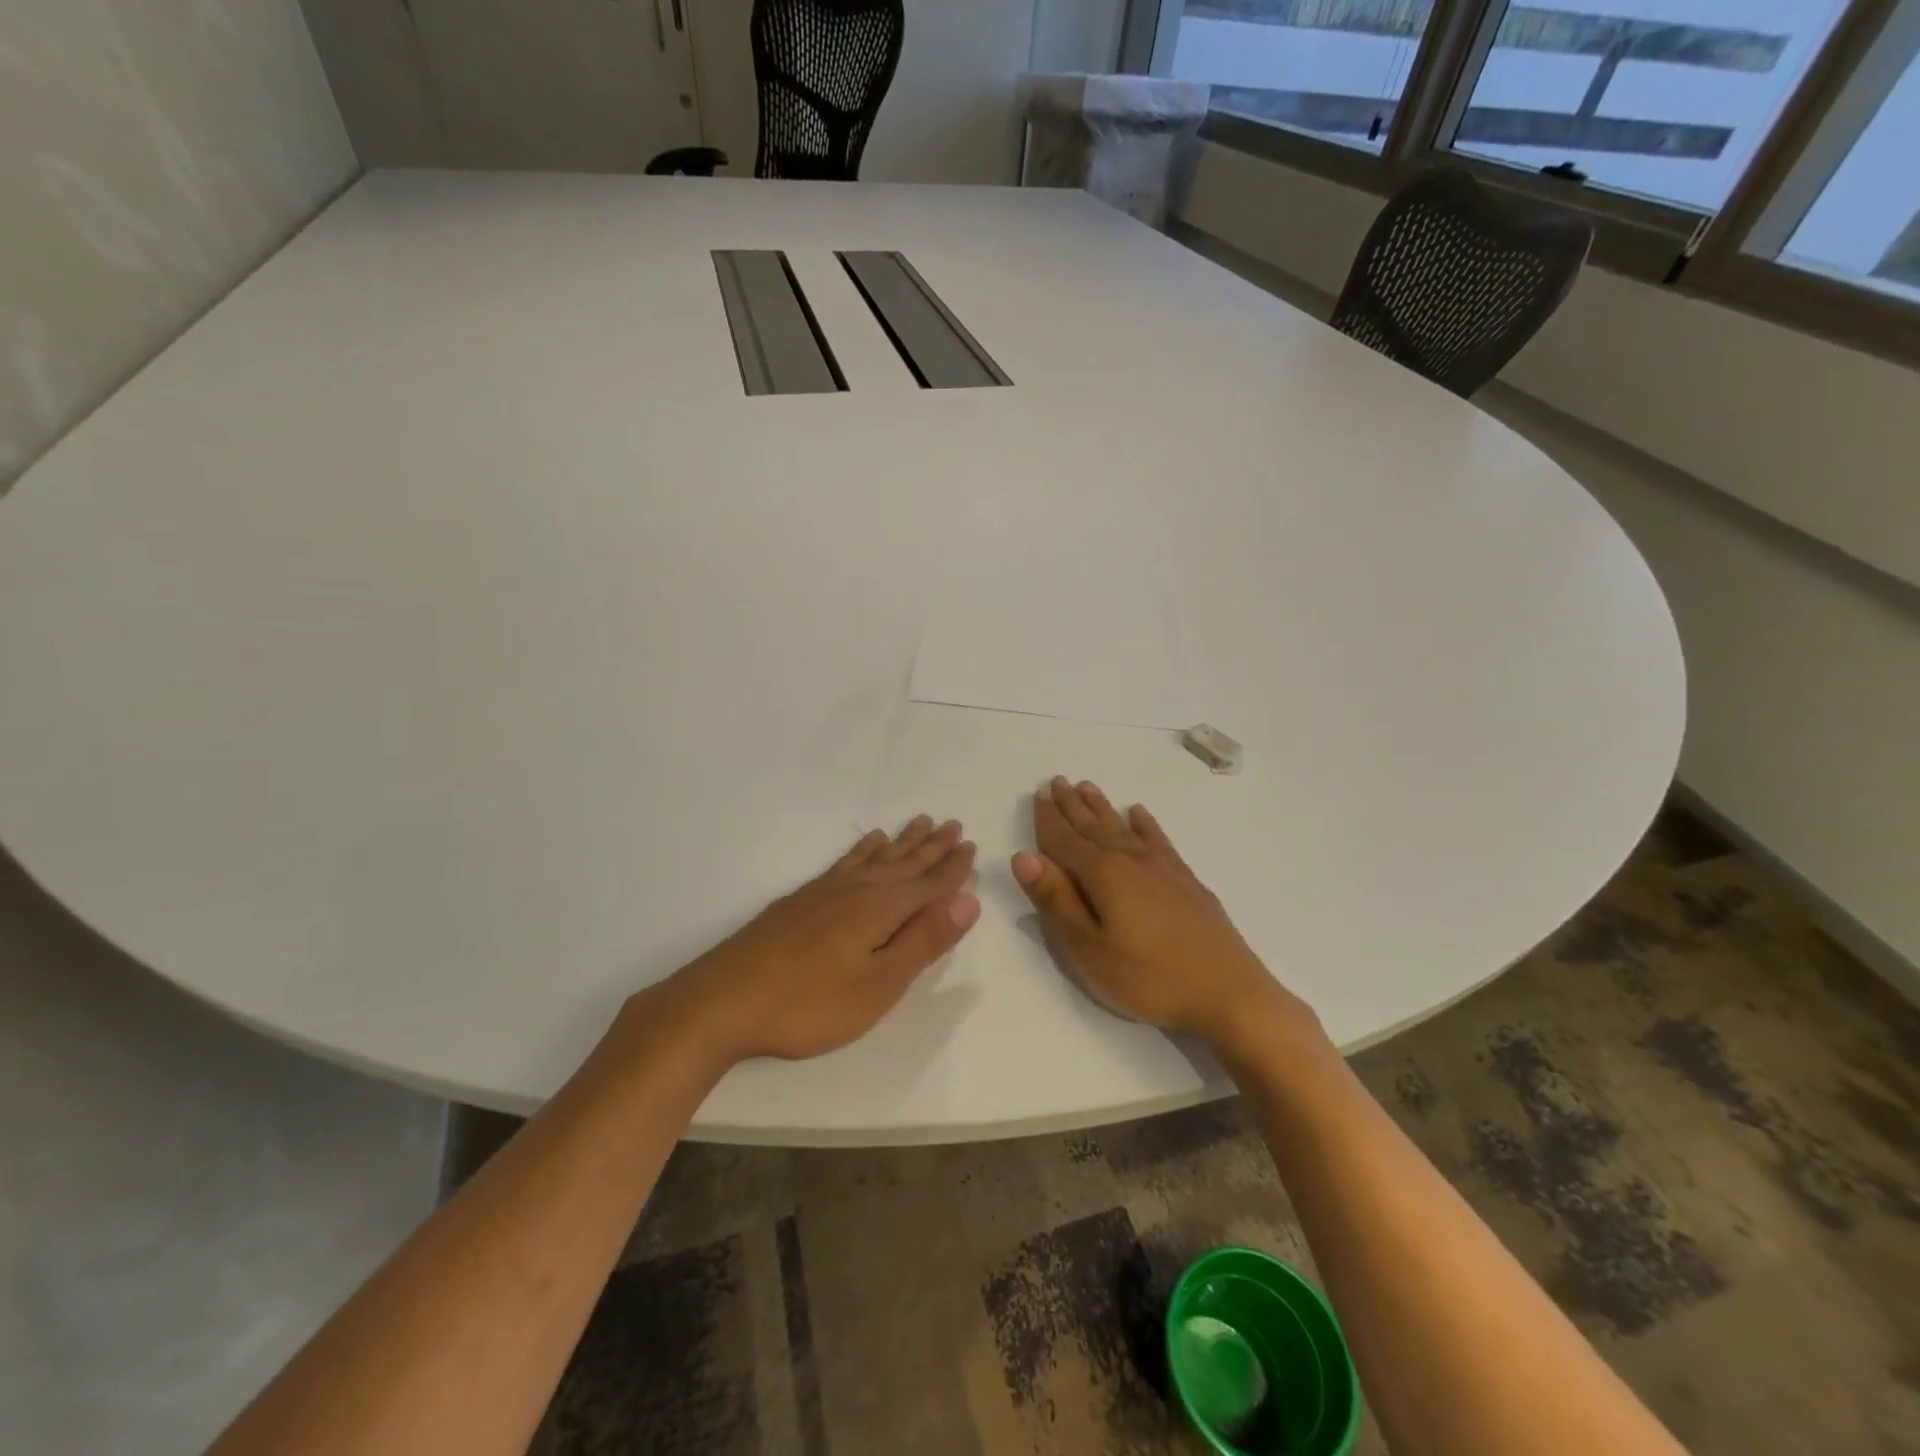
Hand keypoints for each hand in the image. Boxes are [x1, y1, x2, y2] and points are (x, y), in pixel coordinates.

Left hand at [650, 816, 980, 1065]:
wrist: (723, 1002)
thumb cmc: (809, 1004)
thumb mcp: (878, 985)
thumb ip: (923, 941)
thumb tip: (968, 900)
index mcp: (882, 910)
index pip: (929, 884)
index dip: (953, 868)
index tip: (971, 846)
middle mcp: (858, 890)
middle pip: (905, 864)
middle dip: (933, 847)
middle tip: (954, 824)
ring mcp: (826, 892)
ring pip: (876, 858)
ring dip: (903, 842)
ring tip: (921, 823)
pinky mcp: (802, 900)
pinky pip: (845, 862)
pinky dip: (863, 850)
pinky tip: (868, 845)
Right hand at [1012, 777, 1312, 1047]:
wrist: (1228, 993)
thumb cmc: (1148, 977)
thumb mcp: (1089, 949)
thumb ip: (1056, 901)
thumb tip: (1024, 856)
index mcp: (1102, 875)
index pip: (1065, 840)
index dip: (1048, 819)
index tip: (1038, 794)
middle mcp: (1131, 861)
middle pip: (1093, 826)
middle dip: (1072, 805)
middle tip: (1057, 781)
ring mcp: (1162, 868)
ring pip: (1123, 827)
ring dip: (1102, 808)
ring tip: (1087, 787)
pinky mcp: (1186, 880)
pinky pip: (1158, 839)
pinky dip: (1144, 824)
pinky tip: (1139, 814)